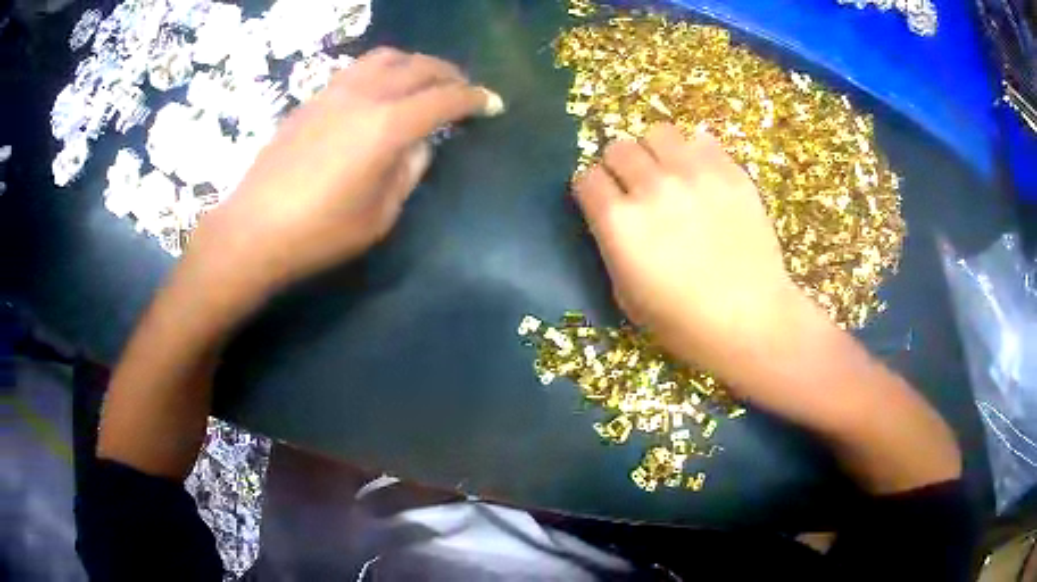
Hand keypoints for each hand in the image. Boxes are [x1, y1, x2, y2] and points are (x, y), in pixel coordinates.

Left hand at [190, 47, 502, 295]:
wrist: (253, 230)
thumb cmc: (319, 233)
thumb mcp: (379, 216)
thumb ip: (408, 173)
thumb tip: (420, 145)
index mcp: (387, 127)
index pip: (444, 99)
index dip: (474, 99)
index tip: (492, 104)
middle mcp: (364, 97)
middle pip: (419, 67)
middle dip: (450, 74)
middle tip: (464, 89)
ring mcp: (334, 93)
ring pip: (385, 57)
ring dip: (414, 64)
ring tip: (423, 81)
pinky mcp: (312, 100)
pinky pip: (357, 70)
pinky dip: (382, 71)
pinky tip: (381, 91)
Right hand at [573, 123, 819, 380]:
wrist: (752, 321)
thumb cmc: (685, 324)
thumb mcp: (627, 298)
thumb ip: (612, 248)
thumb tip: (614, 219)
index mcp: (620, 223)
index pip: (587, 178)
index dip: (592, 190)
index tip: (603, 201)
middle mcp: (652, 188)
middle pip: (618, 148)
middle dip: (620, 167)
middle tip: (637, 188)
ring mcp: (695, 175)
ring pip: (658, 133)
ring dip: (656, 152)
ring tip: (670, 174)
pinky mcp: (730, 172)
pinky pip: (701, 140)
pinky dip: (695, 154)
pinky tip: (703, 177)